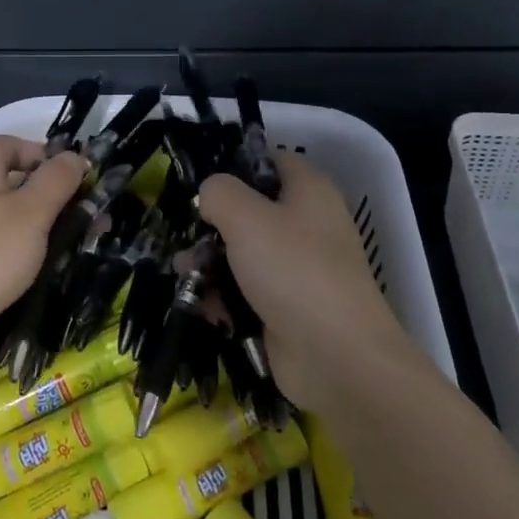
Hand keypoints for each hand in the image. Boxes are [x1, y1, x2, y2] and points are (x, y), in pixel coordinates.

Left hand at [0, 136, 88, 377]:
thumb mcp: (31, 212)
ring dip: (45, 225)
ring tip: (78, 243)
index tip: (77, 178)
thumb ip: (57, 180)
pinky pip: (1, 243)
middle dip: (54, 194)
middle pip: (15, 180)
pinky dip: (26, 249)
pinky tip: (46, 267)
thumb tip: (75, 156)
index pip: (13, 144)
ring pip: (11, 215)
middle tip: (88, 215)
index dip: (46, 154)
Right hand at [196, 155, 409, 406]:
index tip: (201, 181)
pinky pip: (246, 292)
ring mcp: (297, 271)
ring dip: (209, 263)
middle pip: (250, 211)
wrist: (335, 357)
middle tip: (185, 234)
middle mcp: (307, 226)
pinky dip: (222, 297)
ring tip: (183, 273)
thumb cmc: (293, 270)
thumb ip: (218, 192)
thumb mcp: (246, 216)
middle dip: (211, 224)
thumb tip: (210, 194)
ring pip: (243, 254)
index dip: (237, 165)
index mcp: (309, 191)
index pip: (271, 161)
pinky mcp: (286, 309)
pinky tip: (199, 303)